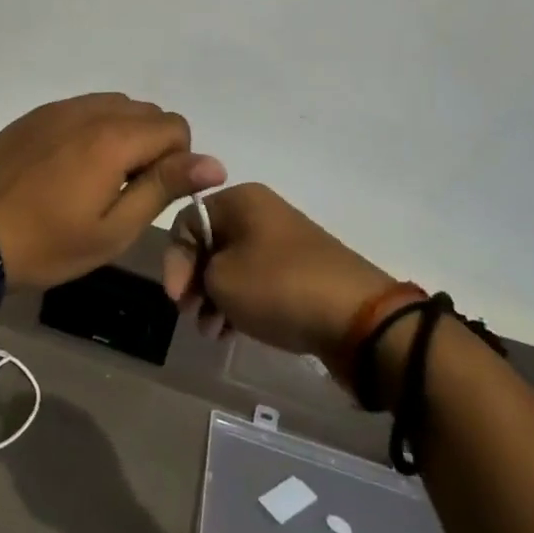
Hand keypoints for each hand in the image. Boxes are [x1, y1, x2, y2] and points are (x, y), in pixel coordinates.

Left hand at [0, 94, 225, 289]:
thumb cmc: (48, 242)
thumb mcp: (114, 229)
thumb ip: (163, 187)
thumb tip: (213, 162)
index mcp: (114, 137)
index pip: (175, 126)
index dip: (177, 160)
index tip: (151, 193)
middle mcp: (90, 110)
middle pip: (147, 111)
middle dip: (153, 145)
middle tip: (125, 190)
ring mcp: (59, 108)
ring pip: (116, 105)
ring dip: (124, 134)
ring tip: (99, 178)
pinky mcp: (36, 114)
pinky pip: (84, 108)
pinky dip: (94, 128)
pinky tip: (70, 166)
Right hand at [163, 184, 417, 363]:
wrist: (358, 318)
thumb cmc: (278, 287)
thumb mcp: (220, 278)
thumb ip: (196, 272)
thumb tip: (205, 278)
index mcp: (241, 200)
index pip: (187, 221)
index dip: (175, 260)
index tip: (176, 299)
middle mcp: (262, 213)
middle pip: (210, 244)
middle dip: (195, 282)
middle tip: (191, 316)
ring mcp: (284, 244)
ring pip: (233, 267)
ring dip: (215, 298)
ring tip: (213, 332)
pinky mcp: (301, 273)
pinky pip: (257, 283)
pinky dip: (240, 304)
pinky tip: (233, 332)